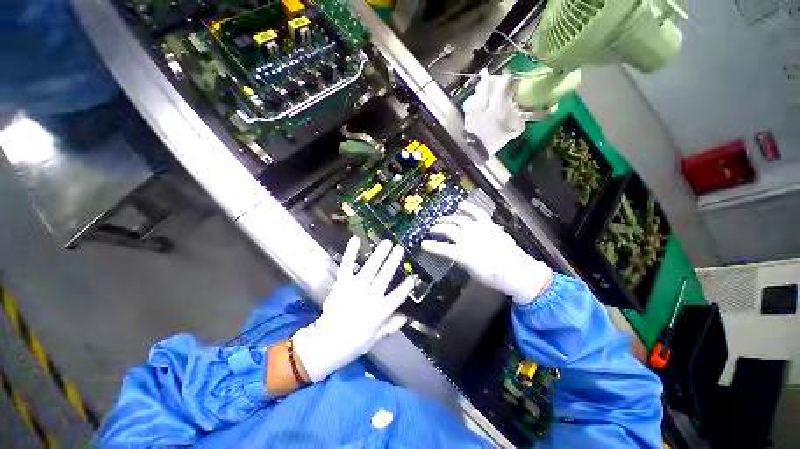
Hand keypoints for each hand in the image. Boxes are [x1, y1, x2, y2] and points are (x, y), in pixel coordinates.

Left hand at [293, 237, 413, 381]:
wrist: (327, 343)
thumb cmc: (354, 342)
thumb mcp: (376, 337)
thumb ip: (390, 326)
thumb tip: (405, 318)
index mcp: (381, 310)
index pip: (398, 296)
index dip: (406, 286)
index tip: (412, 278)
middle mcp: (371, 296)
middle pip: (386, 276)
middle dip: (394, 261)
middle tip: (400, 249)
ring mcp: (356, 287)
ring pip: (371, 267)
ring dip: (380, 254)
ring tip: (387, 243)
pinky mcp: (343, 283)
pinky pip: (348, 265)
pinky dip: (351, 252)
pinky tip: (356, 239)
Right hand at [421, 202, 552, 304]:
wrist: (517, 271)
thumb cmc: (493, 277)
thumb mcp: (472, 272)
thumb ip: (461, 259)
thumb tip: (454, 252)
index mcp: (463, 254)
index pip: (442, 249)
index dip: (430, 247)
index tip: (423, 245)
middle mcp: (469, 239)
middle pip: (448, 230)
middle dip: (438, 229)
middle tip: (432, 230)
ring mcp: (479, 230)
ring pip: (459, 219)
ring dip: (448, 219)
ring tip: (443, 220)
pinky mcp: (488, 225)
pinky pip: (476, 212)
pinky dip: (468, 207)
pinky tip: (460, 205)